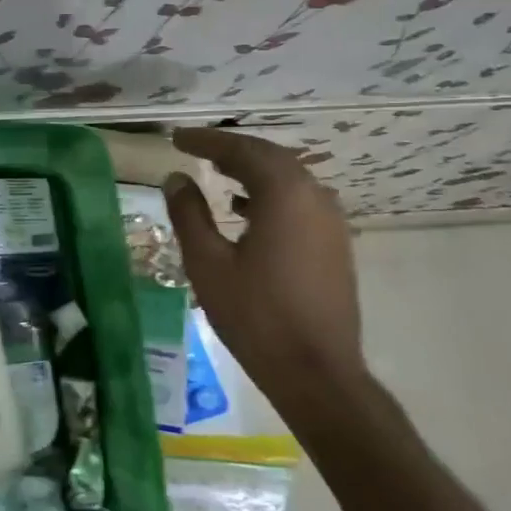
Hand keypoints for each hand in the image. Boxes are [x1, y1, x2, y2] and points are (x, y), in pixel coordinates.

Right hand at [163, 127, 364, 406]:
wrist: (316, 372)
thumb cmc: (256, 316)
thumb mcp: (208, 263)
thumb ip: (189, 214)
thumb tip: (176, 178)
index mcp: (284, 194)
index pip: (242, 150)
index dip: (207, 141)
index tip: (177, 138)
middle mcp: (314, 197)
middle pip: (269, 157)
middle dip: (231, 150)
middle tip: (195, 149)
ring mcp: (330, 221)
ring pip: (287, 179)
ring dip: (252, 170)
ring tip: (216, 173)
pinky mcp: (334, 244)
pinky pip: (299, 201)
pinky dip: (269, 194)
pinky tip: (244, 210)